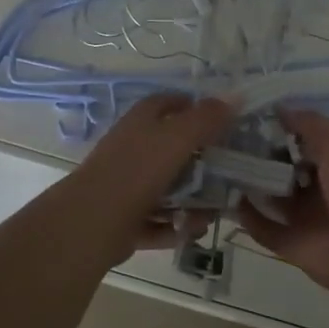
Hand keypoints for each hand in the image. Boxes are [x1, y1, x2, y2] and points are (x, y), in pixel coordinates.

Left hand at [60, 94, 234, 261]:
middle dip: (200, 164)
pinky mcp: (124, 218)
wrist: (93, 222)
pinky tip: (190, 232)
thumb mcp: (177, 138)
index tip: (221, 120)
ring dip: (191, 202)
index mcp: (141, 122)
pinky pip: (157, 219)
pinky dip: (174, 226)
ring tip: (210, 215)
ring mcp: (126, 184)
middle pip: (171, 149)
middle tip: (226, 174)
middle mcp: (132, 148)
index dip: (192, 107)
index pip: (168, 103)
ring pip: (166, 189)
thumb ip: (206, 118)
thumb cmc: (137, 170)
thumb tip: (235, 95)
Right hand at [234, 109, 328, 295]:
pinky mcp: (292, 245)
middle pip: (283, 168)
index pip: (302, 141)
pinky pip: (264, 228)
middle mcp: (320, 189)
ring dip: (250, 184)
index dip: (278, 130)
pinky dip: (248, 217)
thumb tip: (278, 108)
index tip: (247, 117)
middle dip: (258, 156)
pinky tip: (229, 198)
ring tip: (220, 165)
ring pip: (271, 197)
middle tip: (226, 140)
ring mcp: (306, 218)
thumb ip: (309, 125)